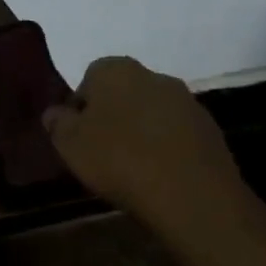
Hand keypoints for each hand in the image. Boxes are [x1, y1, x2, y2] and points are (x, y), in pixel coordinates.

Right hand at [44, 56, 243, 226]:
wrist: (192, 195)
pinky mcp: (211, 130)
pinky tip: (159, 173)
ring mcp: (187, 102)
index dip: (81, 106)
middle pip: (124, 92)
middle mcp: (154, 76)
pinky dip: (166, 146)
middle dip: (112, 115)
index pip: (90, 77)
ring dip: (141, 130)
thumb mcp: (70, 144)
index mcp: (116, 71)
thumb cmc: (119, 159)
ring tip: (132, 165)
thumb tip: (55, 113)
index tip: (78, 134)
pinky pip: (177, 133)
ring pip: (152, 111)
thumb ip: (57, 123)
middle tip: (101, 148)